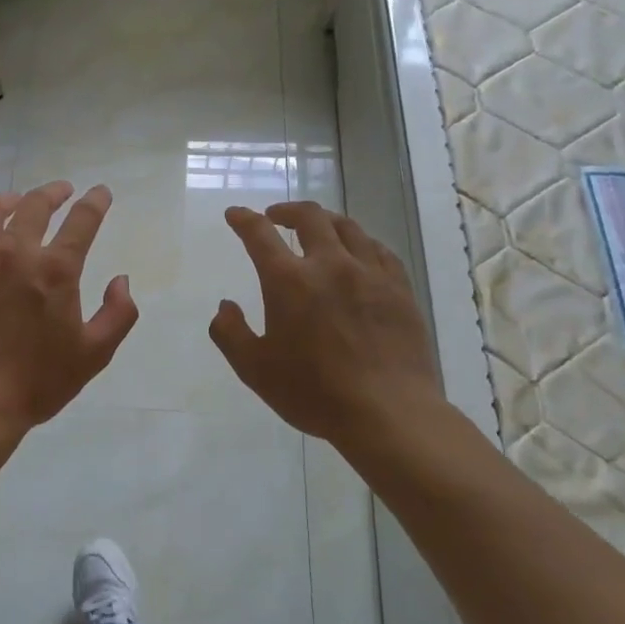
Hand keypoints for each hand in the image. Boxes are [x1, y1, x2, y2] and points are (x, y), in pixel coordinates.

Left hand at [0, 180, 137, 436]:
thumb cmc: (35, 383)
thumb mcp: (93, 355)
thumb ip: (118, 314)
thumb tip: (121, 280)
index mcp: (55, 269)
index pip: (82, 220)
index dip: (95, 201)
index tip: (100, 192)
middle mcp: (14, 250)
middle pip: (36, 205)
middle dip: (54, 192)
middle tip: (61, 191)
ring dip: (11, 200)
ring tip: (17, 202)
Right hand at [210, 201, 443, 454]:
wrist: (388, 412)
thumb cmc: (314, 392)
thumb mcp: (254, 370)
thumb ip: (230, 334)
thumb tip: (225, 306)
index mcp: (289, 281)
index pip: (260, 234)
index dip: (244, 219)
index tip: (235, 214)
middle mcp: (330, 265)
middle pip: (310, 217)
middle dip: (287, 210)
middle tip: (275, 217)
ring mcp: (370, 273)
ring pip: (347, 227)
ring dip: (324, 221)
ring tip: (316, 230)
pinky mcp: (399, 288)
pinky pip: (379, 249)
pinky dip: (360, 242)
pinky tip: (358, 253)